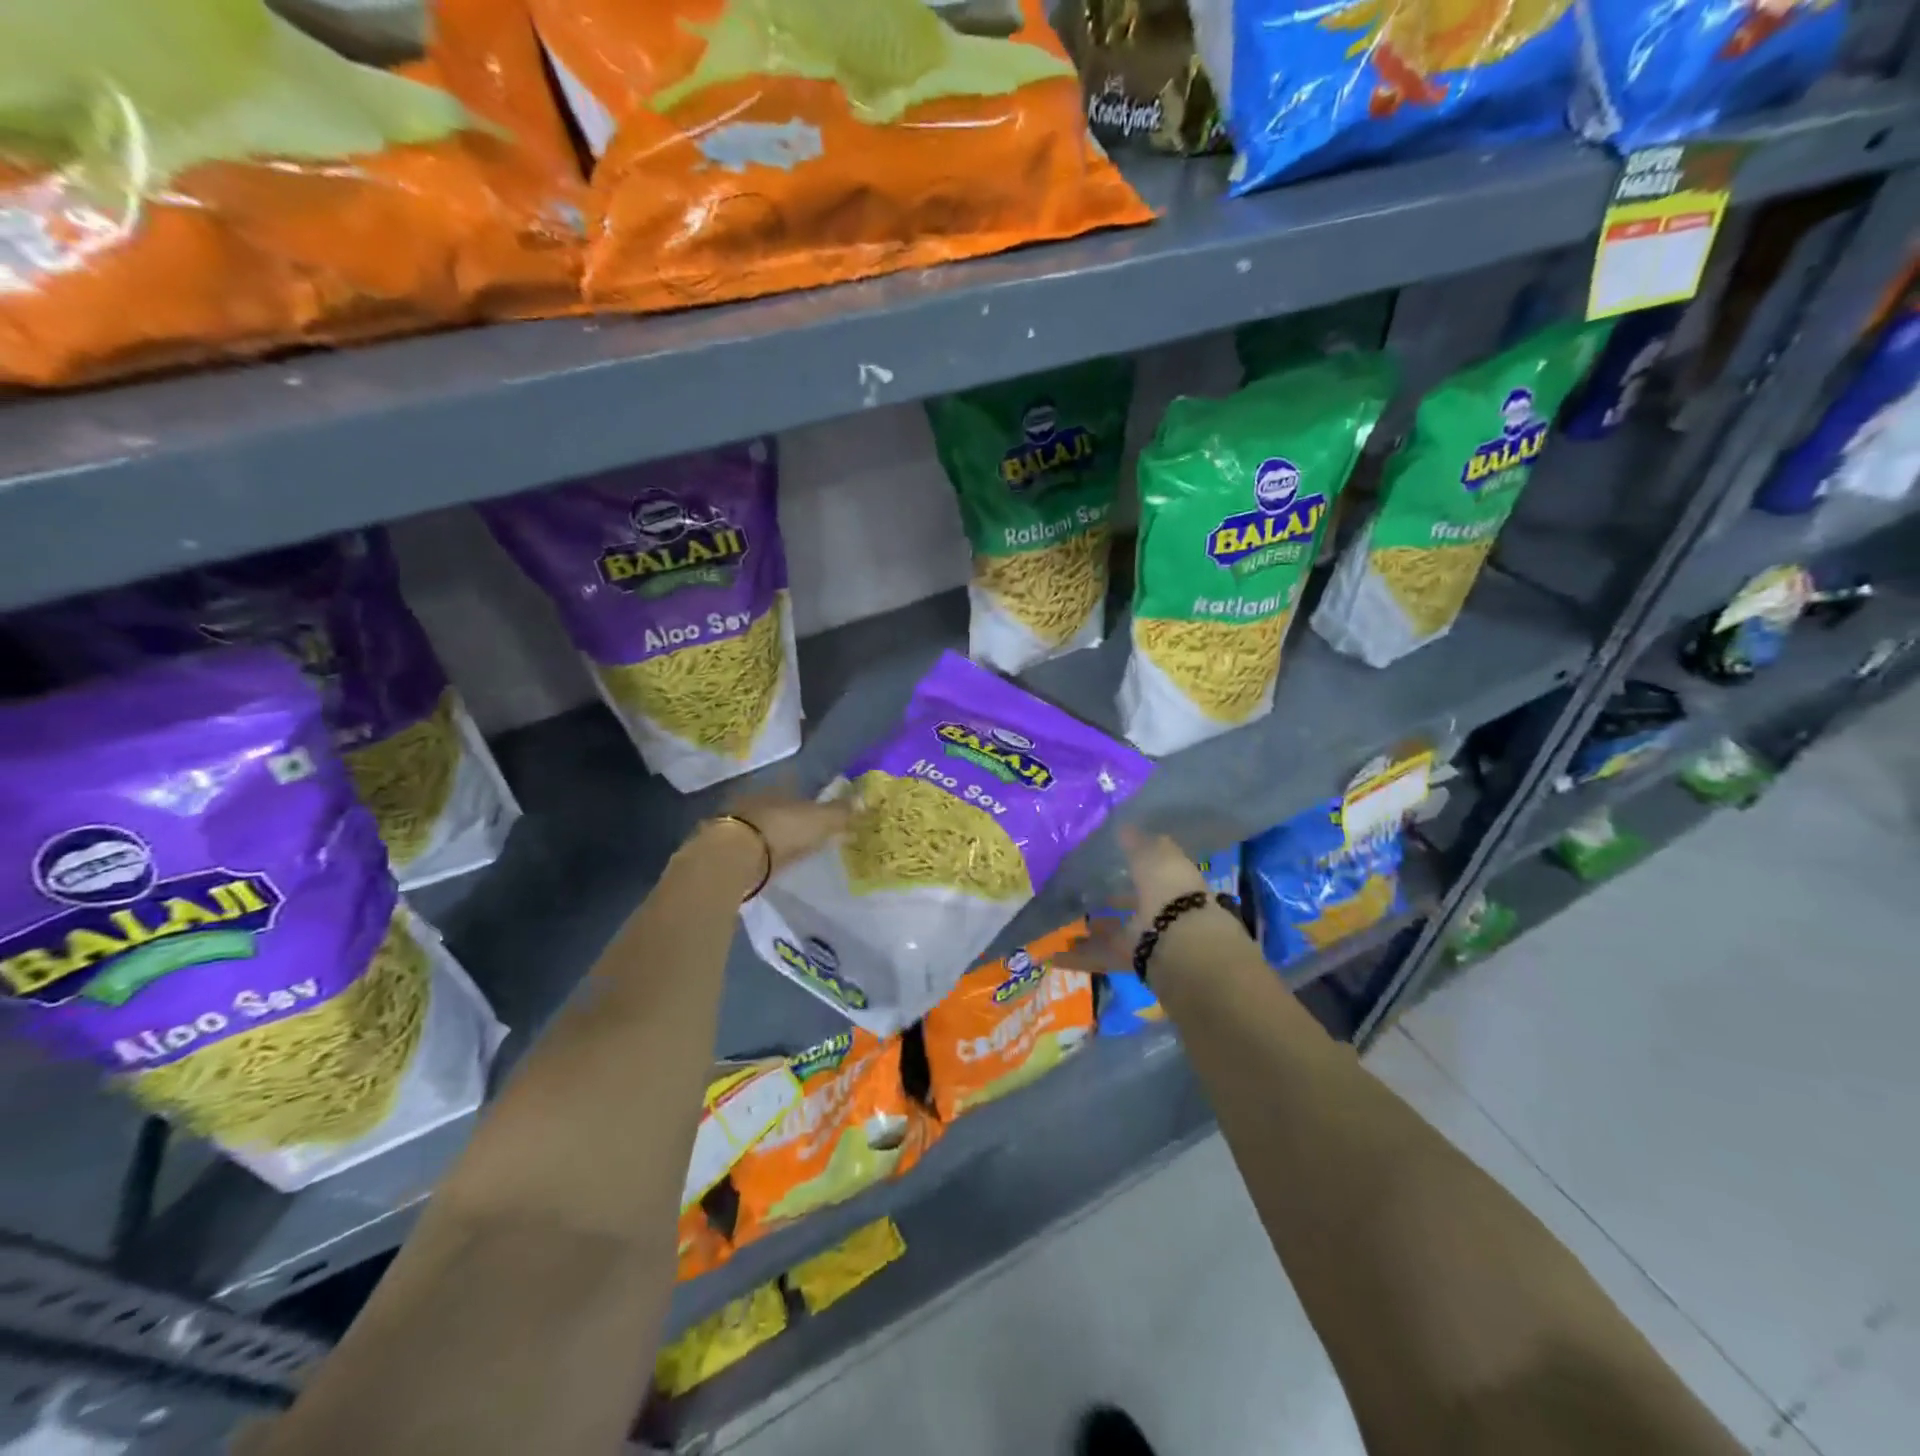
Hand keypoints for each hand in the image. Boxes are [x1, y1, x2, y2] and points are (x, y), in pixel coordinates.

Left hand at [723, 791, 851, 873]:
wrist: (735, 856)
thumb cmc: (783, 828)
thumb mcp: (821, 820)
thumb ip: (841, 812)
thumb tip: (863, 800)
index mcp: (779, 785)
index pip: (799, 785)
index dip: (814, 797)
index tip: (824, 809)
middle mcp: (758, 797)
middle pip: (782, 804)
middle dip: (795, 815)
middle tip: (812, 830)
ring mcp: (740, 820)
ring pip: (767, 823)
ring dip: (780, 833)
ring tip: (796, 847)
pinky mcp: (729, 845)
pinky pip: (756, 844)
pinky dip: (766, 850)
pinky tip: (775, 859)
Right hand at [1055, 827, 1208, 973]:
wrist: (1179, 941)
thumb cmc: (1168, 889)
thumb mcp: (1152, 856)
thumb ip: (1136, 843)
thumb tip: (1123, 826)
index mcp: (1171, 880)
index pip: (1151, 868)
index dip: (1133, 861)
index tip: (1107, 856)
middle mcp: (1160, 908)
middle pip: (1133, 902)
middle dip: (1112, 898)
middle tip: (1081, 890)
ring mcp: (1146, 936)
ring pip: (1115, 930)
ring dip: (1093, 927)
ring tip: (1063, 921)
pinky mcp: (1130, 959)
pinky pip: (1100, 955)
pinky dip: (1078, 957)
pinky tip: (1053, 956)